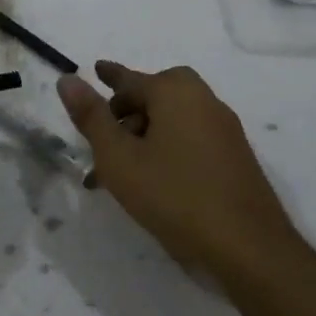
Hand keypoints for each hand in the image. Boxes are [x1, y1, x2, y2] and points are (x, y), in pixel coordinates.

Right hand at [58, 60, 315, 288]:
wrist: (248, 247)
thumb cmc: (174, 196)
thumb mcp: (120, 159)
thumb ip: (91, 117)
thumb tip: (67, 79)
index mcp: (175, 93)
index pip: (131, 79)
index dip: (109, 77)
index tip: (95, 69)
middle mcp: (203, 101)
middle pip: (157, 94)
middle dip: (127, 110)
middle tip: (104, 134)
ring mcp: (224, 129)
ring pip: (173, 120)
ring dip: (144, 135)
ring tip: (120, 170)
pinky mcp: (234, 156)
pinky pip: (190, 138)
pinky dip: (166, 147)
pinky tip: (153, 179)